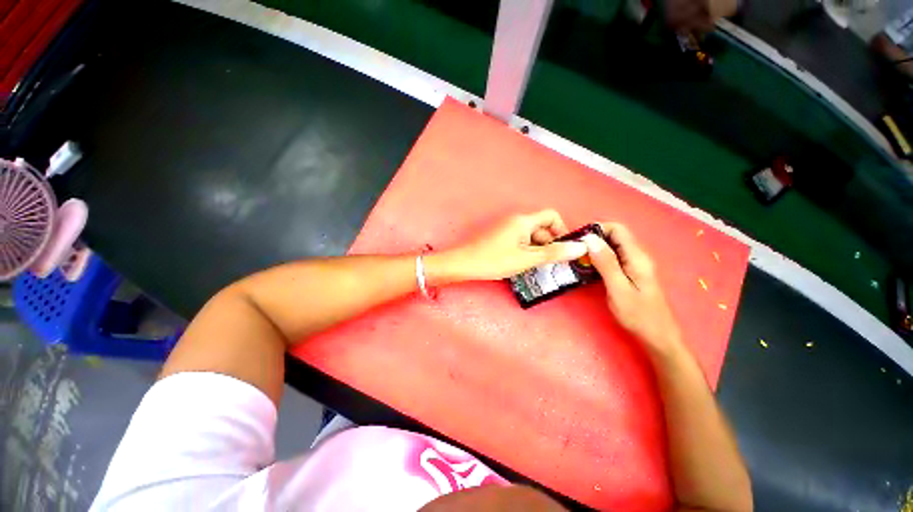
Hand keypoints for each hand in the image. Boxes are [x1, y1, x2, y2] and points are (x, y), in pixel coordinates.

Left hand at [428, 210, 587, 282]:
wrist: (464, 264)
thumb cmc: (495, 260)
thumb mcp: (527, 258)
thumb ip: (554, 253)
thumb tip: (581, 247)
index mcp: (523, 220)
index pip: (551, 216)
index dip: (561, 230)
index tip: (563, 249)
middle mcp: (515, 220)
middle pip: (541, 228)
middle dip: (549, 244)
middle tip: (551, 264)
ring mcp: (506, 229)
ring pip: (530, 237)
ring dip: (537, 250)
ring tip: (538, 268)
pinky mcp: (499, 238)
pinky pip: (519, 241)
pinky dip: (526, 251)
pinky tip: (524, 266)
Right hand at [581, 223, 681, 351]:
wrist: (658, 337)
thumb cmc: (639, 315)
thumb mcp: (619, 289)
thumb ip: (606, 263)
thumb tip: (590, 239)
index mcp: (637, 257)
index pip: (618, 229)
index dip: (597, 229)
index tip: (578, 240)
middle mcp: (637, 256)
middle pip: (614, 236)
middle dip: (593, 239)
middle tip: (574, 250)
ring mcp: (634, 265)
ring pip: (612, 247)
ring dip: (594, 249)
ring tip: (576, 258)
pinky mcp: (630, 273)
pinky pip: (612, 259)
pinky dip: (598, 259)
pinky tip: (587, 268)